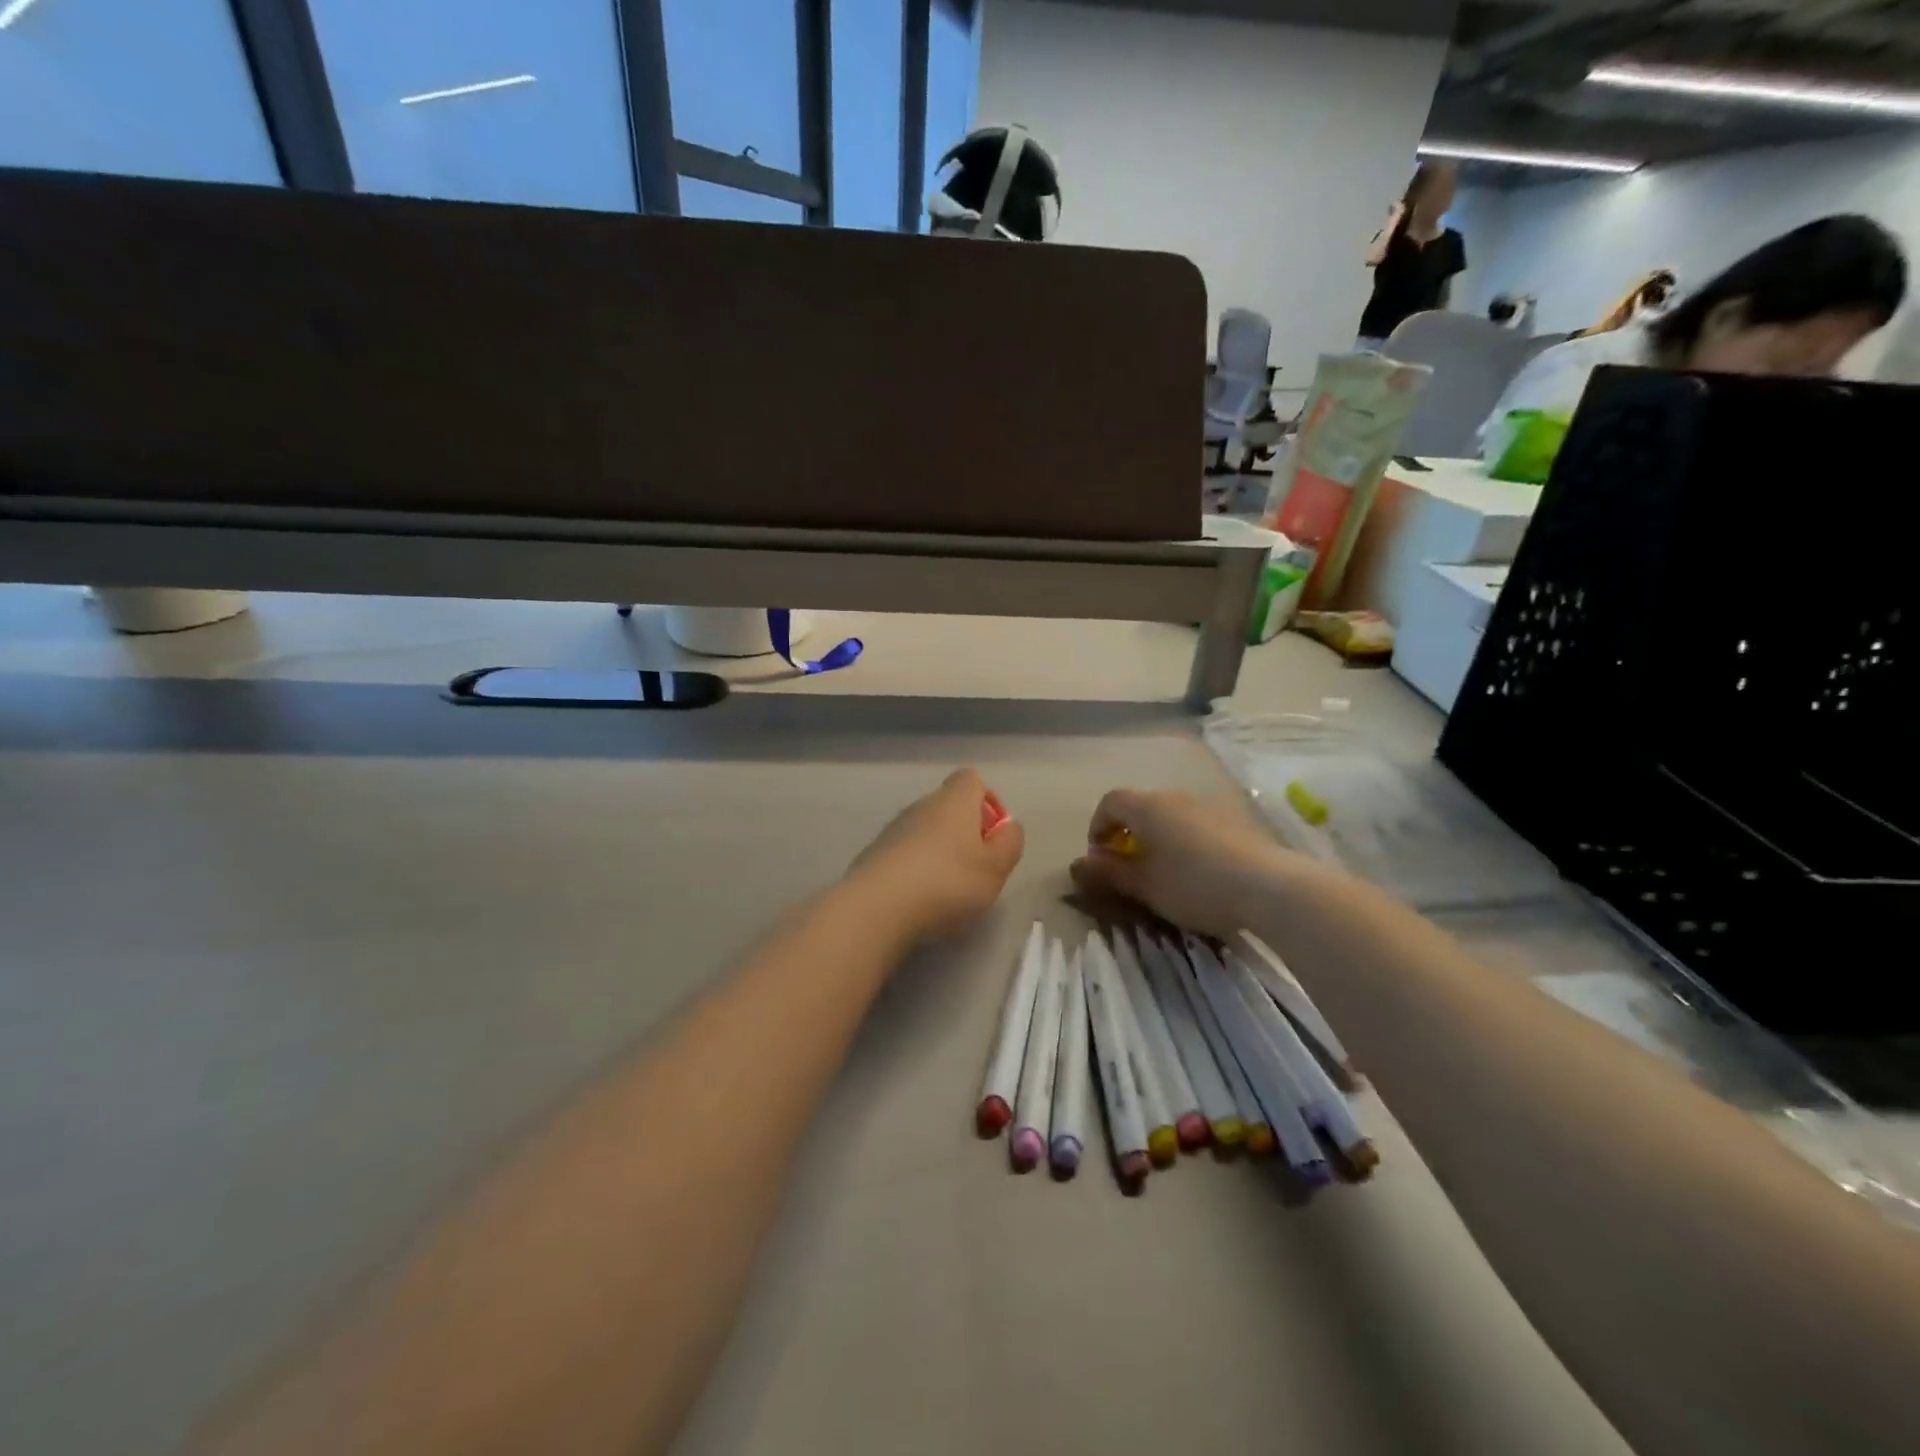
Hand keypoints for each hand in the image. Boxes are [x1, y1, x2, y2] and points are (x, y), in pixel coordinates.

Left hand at [846, 768, 1024, 943]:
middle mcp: (921, 806)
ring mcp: (893, 829)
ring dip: (939, 852)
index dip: (988, 801)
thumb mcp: (995, 868)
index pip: (971, 779)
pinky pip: (903, 854)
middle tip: (976, 869)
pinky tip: (918, 901)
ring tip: (948, 891)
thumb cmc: (948, 883)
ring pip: (924, 831)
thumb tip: (1008, 826)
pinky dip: (915, 870)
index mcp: (954, 801)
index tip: (994, 834)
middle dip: (964, 832)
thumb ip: (1010, 843)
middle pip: (948, 807)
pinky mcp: (873, 855)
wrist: (877, 907)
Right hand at [1070, 788, 1313, 939]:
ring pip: (1172, 816)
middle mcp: (1177, 797)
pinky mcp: (1237, 821)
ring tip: (1165, 873)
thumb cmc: (1194, 884)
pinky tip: (1199, 873)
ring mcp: (1210, 806)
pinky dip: (1187, 842)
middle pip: (1141, 806)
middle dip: (1129, 834)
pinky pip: (1198, 825)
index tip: (1100, 858)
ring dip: (1159, 838)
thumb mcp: (1144, 886)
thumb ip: (1109, 872)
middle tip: (1130, 868)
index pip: (1110, 802)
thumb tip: (1080, 863)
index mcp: (1148, 806)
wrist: (1269, 886)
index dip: (1098, 827)